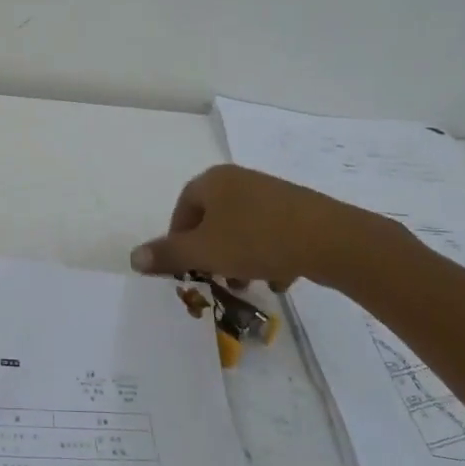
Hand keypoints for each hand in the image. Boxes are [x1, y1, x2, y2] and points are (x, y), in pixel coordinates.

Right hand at [129, 164, 404, 291]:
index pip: (182, 208)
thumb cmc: (256, 240)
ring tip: (248, 285)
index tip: (185, 268)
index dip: (178, 240)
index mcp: (213, 181)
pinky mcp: (299, 211)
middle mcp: (240, 180)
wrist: (331, 240)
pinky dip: (268, 256)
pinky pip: (271, 233)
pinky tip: (278, 279)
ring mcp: (272, 193)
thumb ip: (167, 254)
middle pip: (212, 220)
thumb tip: (133, 257)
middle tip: (215, 279)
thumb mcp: (203, 252)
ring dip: (238, 258)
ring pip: (242, 229)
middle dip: (210, 253)